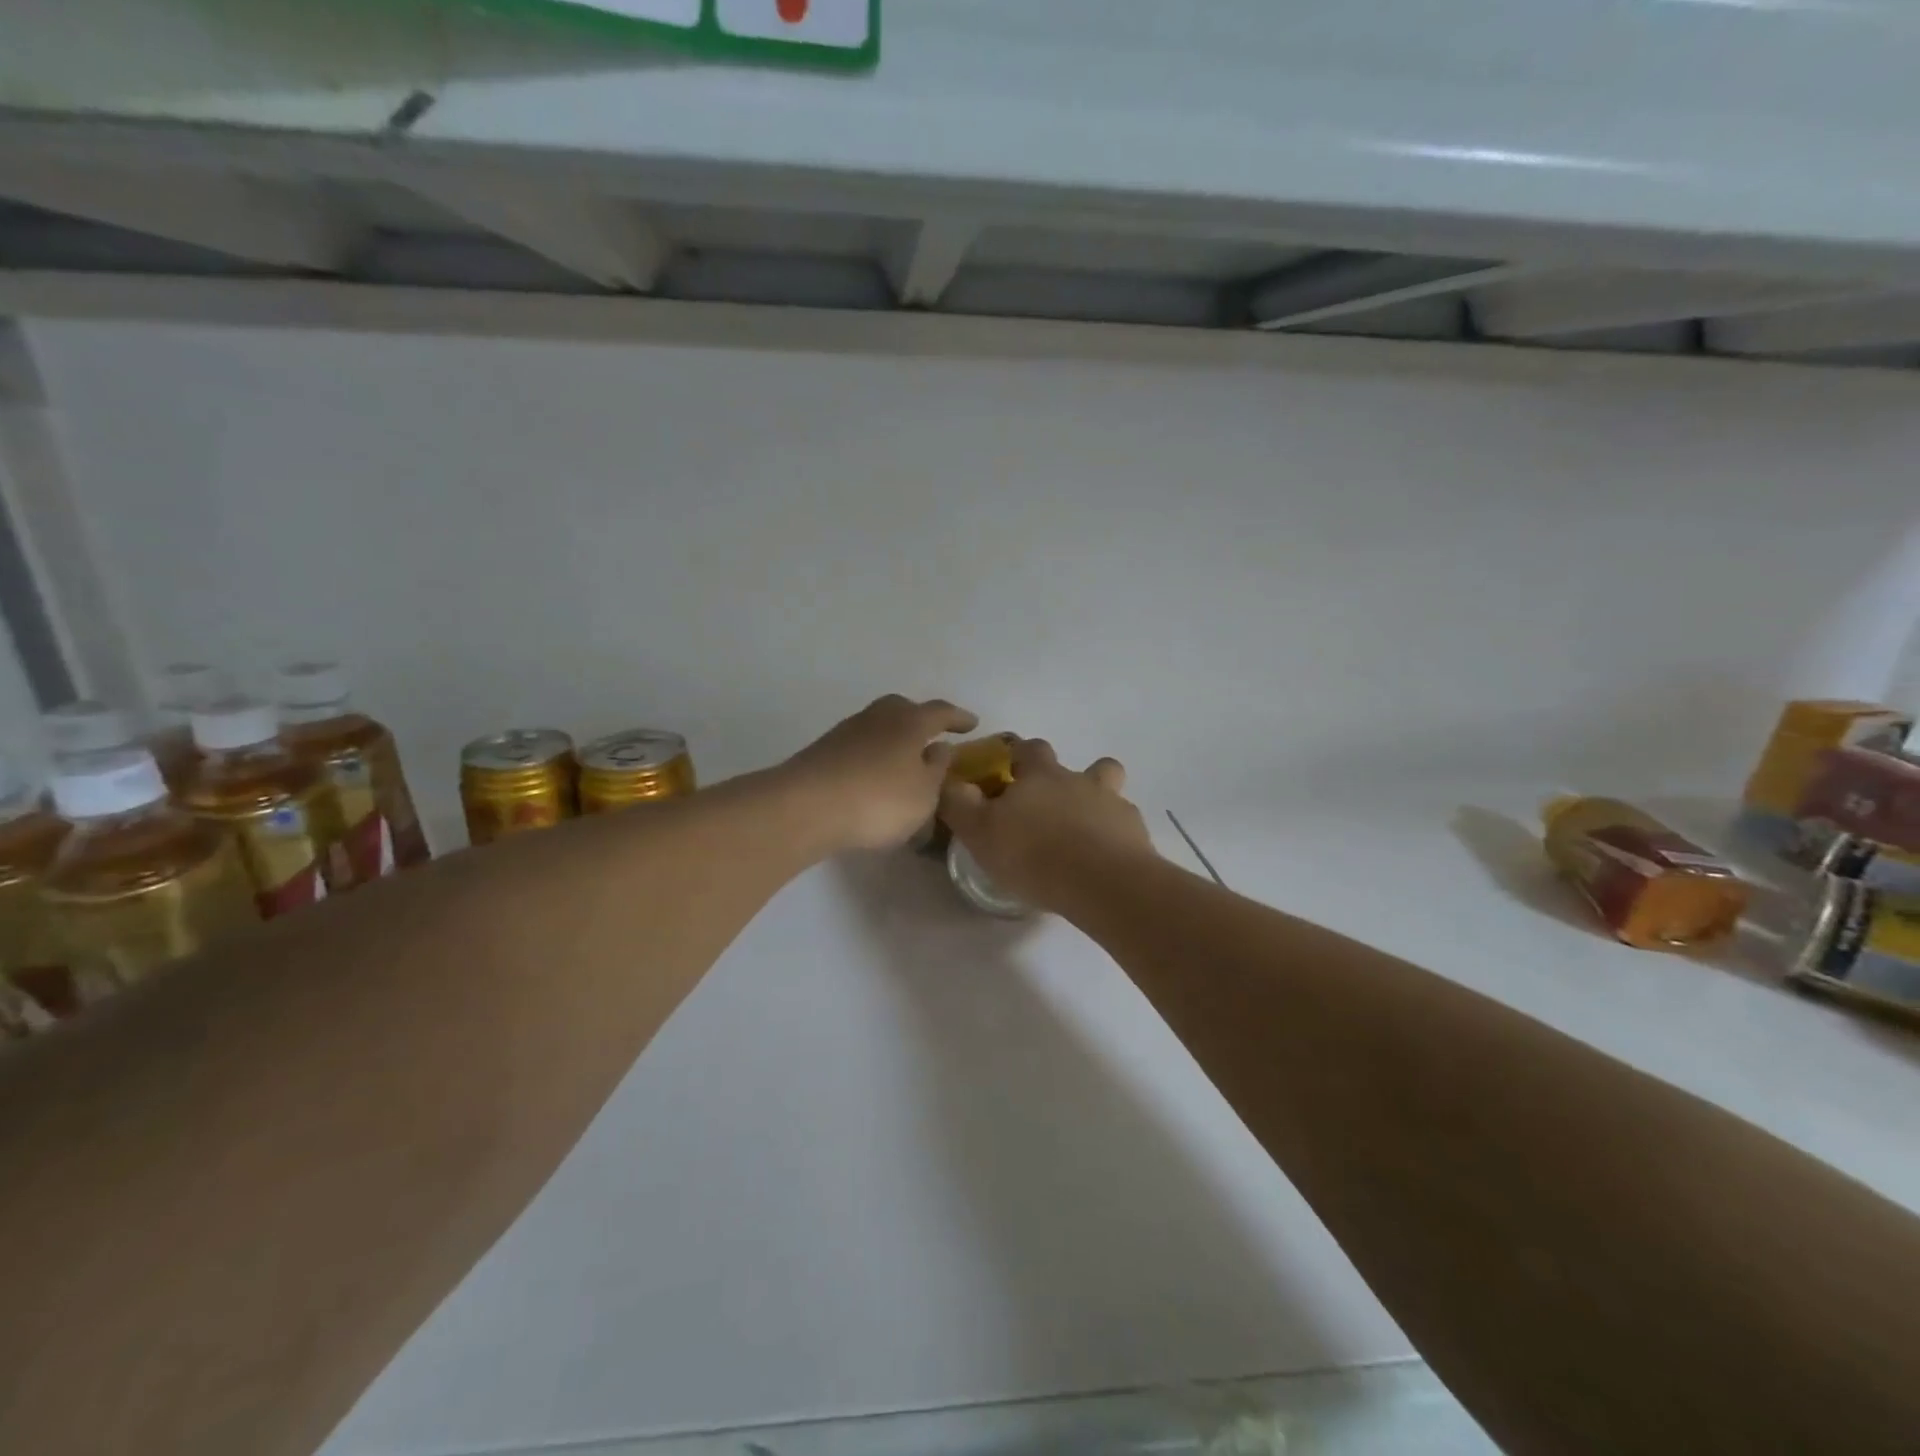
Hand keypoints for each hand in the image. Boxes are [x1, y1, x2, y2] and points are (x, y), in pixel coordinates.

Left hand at [783, 695, 978, 851]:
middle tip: (933, 737)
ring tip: (904, 763)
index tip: (972, 725)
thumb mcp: (923, 793)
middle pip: (903, 709)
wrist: (806, 807)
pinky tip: (874, 778)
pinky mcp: (823, 752)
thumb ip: (936, 770)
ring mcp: (846, 732)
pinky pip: (859, 747)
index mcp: (910, 722)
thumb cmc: (879, 799)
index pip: (941, 712)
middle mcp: (878, 717)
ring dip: (893, 740)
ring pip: (878, 727)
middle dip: (920, 720)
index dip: (958, 718)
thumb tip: (940, 748)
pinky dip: (872, 757)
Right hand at [940, 737, 1155, 910]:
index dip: (1017, 756)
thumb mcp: (979, 831)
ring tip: (1083, 830)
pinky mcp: (1135, 833)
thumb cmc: (1033, 854)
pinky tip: (1103, 858)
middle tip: (1045, 808)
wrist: (1101, 882)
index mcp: (1041, 775)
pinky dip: (1115, 835)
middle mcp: (1079, 780)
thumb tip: (947, 779)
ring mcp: (1113, 804)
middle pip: (1077, 764)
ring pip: (1109, 787)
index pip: (1027, 749)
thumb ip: (959, 802)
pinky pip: (1124, 825)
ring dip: (1098, 800)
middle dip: (1063, 778)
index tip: (1007, 773)